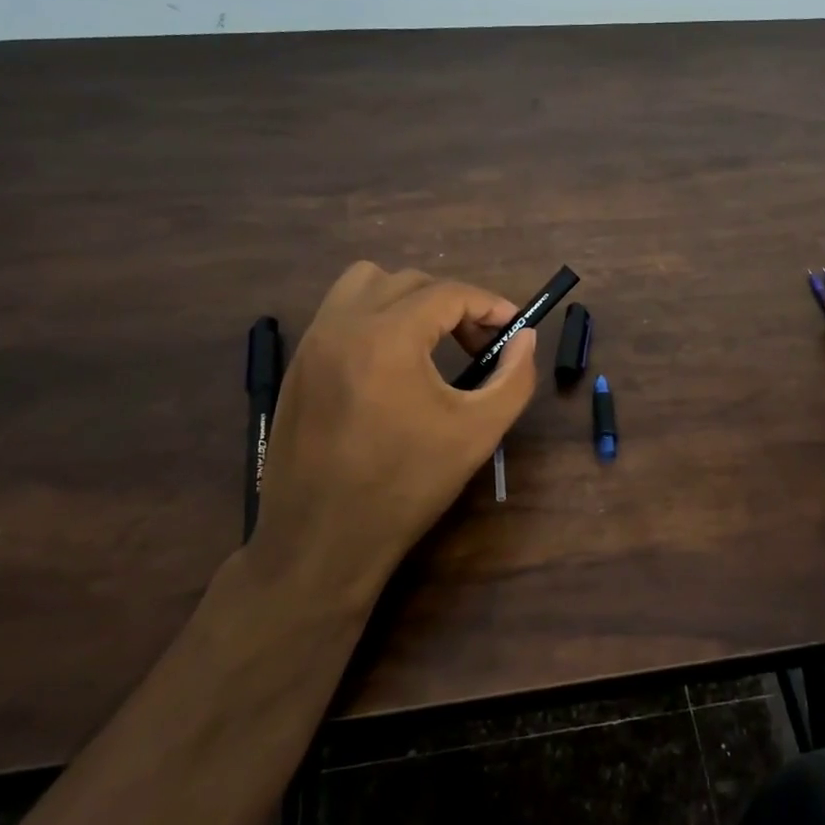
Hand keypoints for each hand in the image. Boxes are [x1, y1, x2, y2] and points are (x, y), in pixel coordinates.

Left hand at [247, 263, 537, 605]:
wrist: (321, 541)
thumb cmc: (406, 486)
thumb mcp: (477, 432)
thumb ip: (514, 378)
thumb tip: (526, 338)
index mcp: (387, 337)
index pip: (448, 293)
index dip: (489, 305)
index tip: (513, 328)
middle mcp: (343, 325)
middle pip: (410, 282)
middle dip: (454, 304)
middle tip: (479, 345)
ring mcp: (313, 342)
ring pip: (366, 284)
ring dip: (408, 298)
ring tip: (432, 341)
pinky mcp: (298, 364)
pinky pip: (340, 312)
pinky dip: (375, 316)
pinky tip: (393, 362)